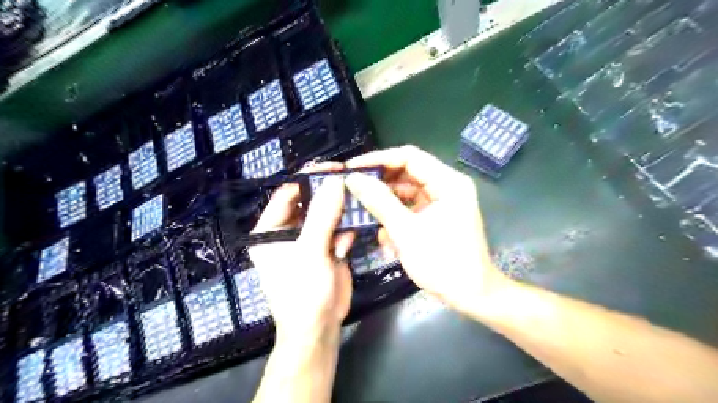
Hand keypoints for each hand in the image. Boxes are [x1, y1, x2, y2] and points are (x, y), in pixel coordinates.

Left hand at [251, 164, 355, 342]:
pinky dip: (344, 234)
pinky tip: (345, 248)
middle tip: (350, 183)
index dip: (309, 178)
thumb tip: (335, 181)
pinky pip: (337, 229)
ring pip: (327, 214)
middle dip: (329, 195)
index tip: (333, 167)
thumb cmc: (303, 292)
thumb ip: (322, 215)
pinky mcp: (326, 248)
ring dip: (340, 216)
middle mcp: (288, 231)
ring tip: (352, 215)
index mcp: (270, 230)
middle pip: (310, 202)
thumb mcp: (310, 251)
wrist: (319, 328)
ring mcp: (309, 239)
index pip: (288, 194)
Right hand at [345, 147, 507, 312]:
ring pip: (406, 191)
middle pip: (406, 173)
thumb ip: (379, 202)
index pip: (409, 157)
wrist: (472, 296)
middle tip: (351, 188)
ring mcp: (442, 201)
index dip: (378, 159)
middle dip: (379, 183)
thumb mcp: (406, 231)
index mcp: (448, 182)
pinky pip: (411, 207)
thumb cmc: (443, 263)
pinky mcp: (436, 216)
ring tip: (361, 210)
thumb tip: (353, 179)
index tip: (352, 168)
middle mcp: (446, 185)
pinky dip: (395, 215)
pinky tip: (381, 229)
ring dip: (385, 201)